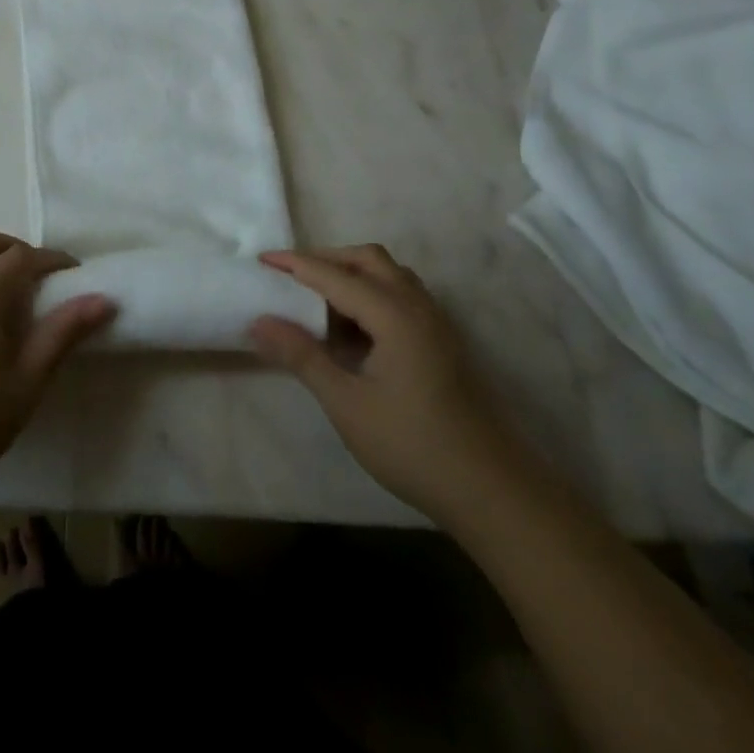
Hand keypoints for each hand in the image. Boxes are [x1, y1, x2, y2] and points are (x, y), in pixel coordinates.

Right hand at [249, 245, 520, 519]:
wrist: (494, 493)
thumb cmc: (413, 446)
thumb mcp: (347, 404)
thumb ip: (302, 357)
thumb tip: (259, 322)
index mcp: (394, 314)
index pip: (334, 275)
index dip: (295, 264)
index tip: (261, 259)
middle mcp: (418, 307)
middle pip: (368, 259)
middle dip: (326, 259)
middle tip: (290, 276)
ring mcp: (436, 324)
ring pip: (390, 275)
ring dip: (352, 274)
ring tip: (318, 300)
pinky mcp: (444, 343)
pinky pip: (403, 296)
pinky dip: (372, 294)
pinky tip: (355, 330)